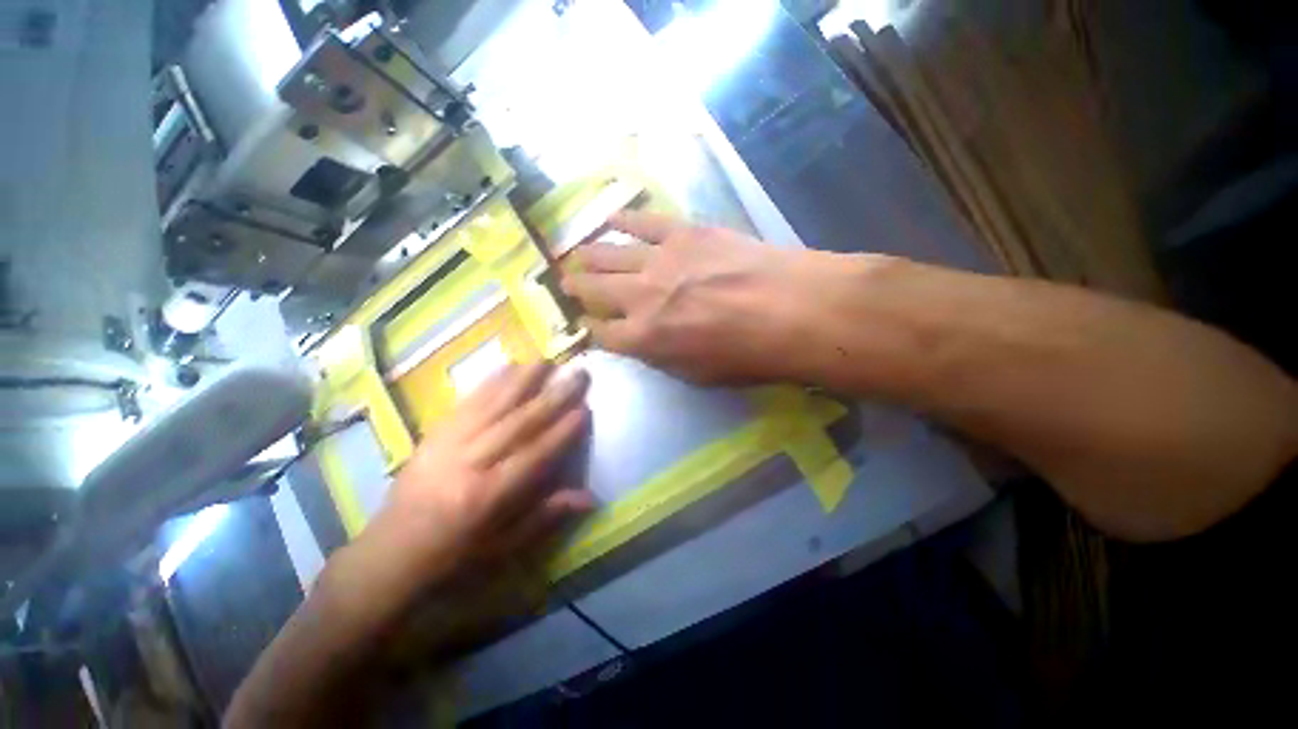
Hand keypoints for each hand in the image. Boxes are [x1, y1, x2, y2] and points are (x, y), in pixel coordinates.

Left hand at [370, 363, 592, 586]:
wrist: (397, 546)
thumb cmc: (454, 555)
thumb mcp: (501, 549)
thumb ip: (542, 518)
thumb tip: (588, 497)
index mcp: (488, 496)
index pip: (533, 456)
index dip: (561, 432)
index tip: (585, 409)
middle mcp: (470, 462)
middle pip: (516, 423)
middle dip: (550, 398)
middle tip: (578, 373)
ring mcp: (448, 443)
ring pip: (490, 405)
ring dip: (521, 381)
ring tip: (546, 360)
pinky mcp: (433, 434)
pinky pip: (465, 403)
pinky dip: (488, 384)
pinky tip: (504, 370)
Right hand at [561, 211, 830, 383]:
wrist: (785, 308)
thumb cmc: (750, 354)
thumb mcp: (699, 374)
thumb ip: (664, 356)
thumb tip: (645, 343)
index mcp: (643, 338)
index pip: (603, 333)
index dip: (590, 329)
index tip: (586, 323)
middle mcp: (639, 297)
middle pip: (596, 290)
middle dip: (576, 288)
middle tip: (565, 283)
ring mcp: (657, 260)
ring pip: (609, 254)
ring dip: (588, 255)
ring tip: (575, 254)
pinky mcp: (681, 232)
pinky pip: (643, 222)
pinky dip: (623, 219)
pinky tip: (609, 217)